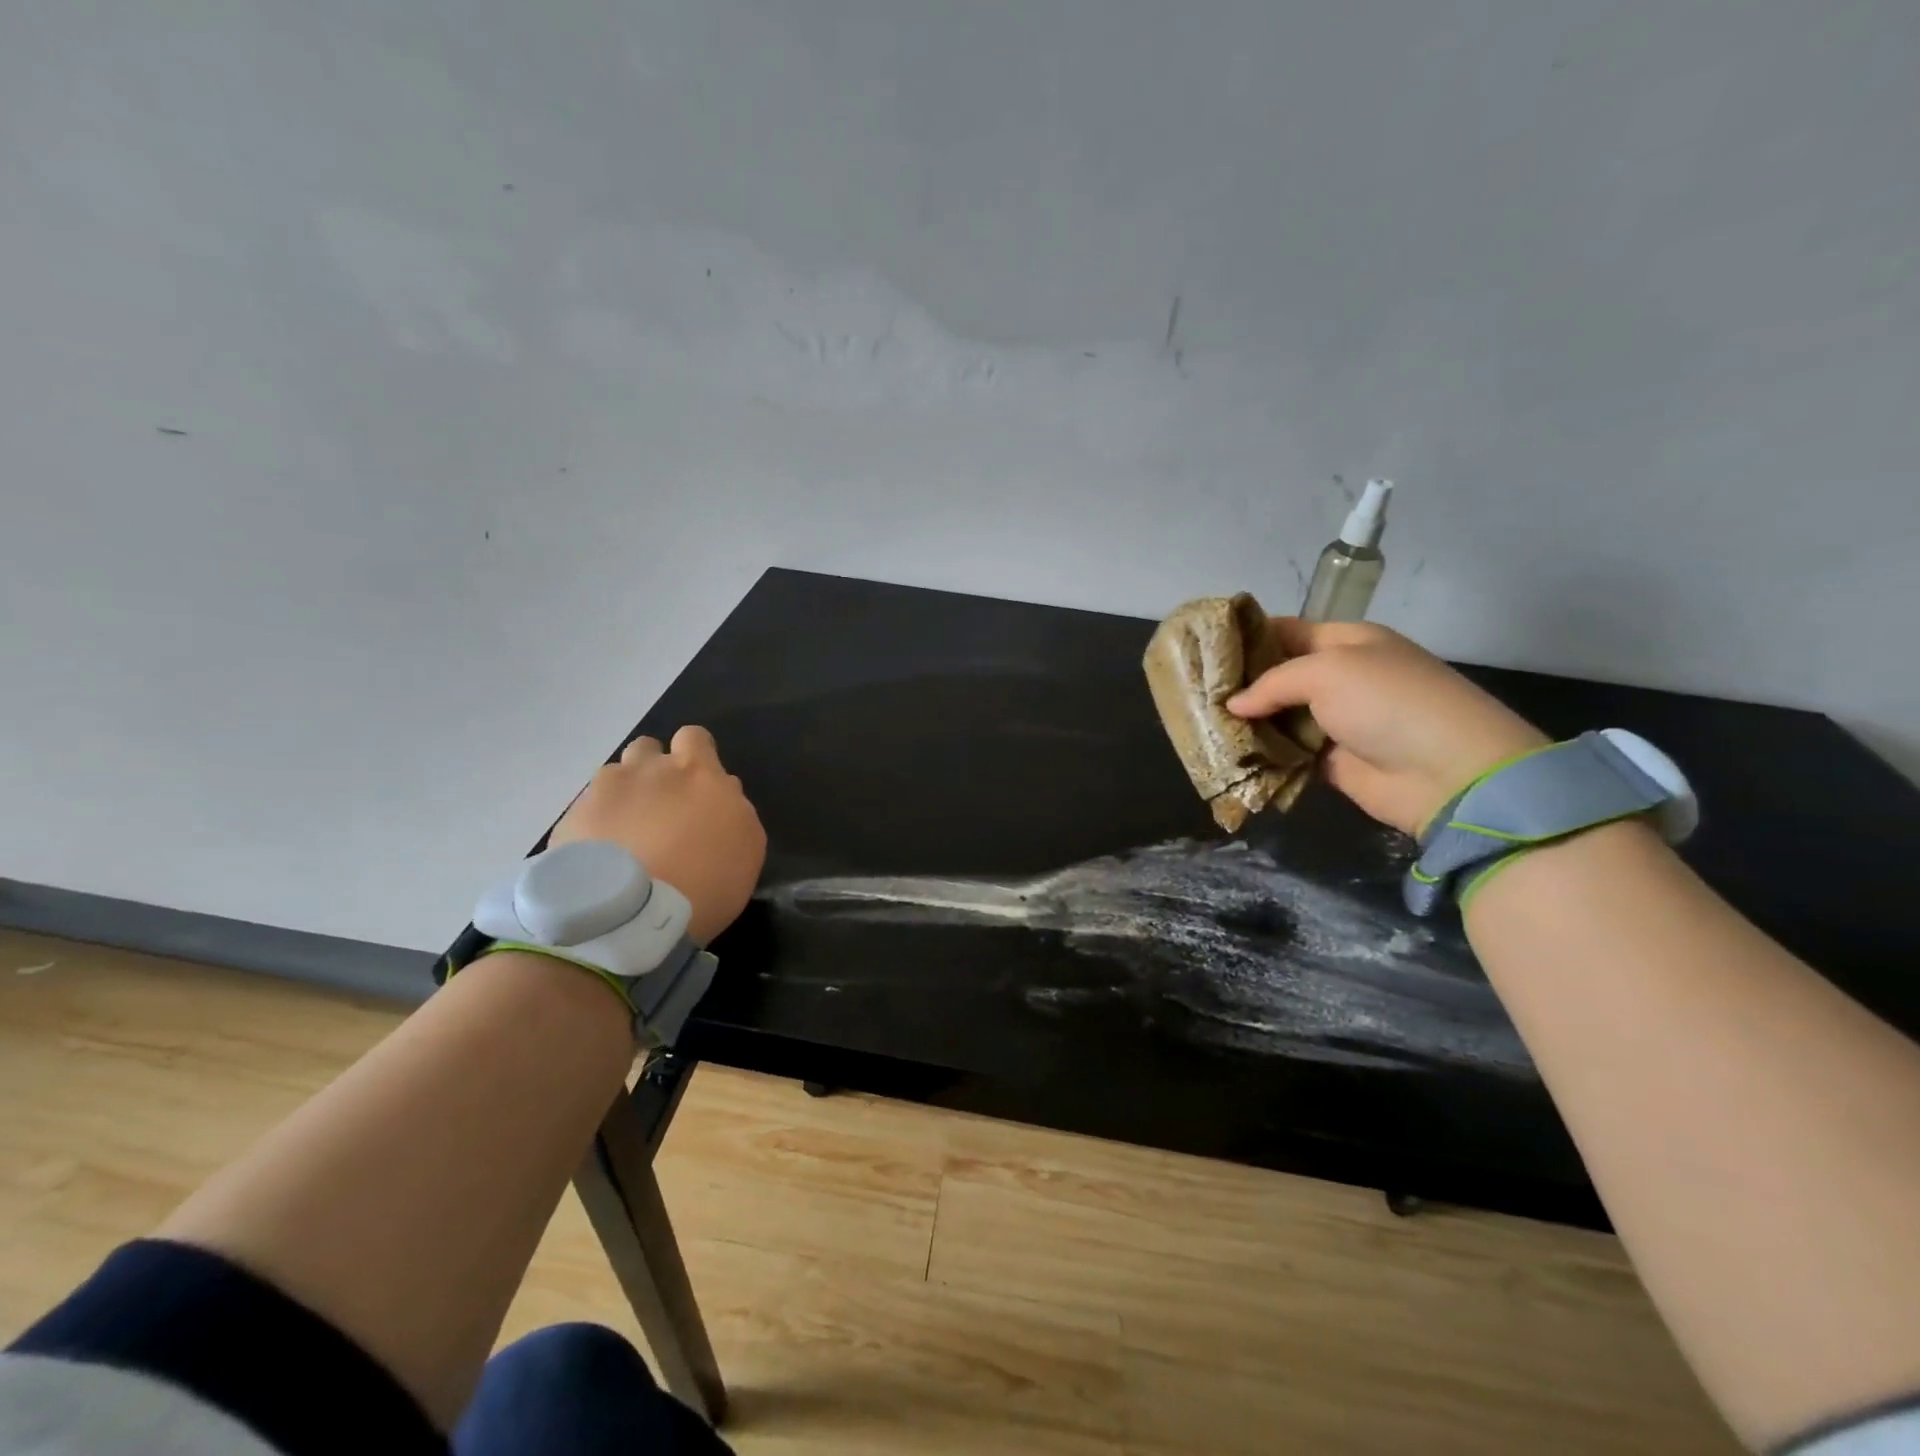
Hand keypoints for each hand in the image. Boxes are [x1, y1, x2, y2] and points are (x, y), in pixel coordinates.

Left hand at [550, 725, 767, 944]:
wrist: (631, 916)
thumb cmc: (706, 882)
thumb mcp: (747, 846)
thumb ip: (734, 808)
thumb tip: (720, 793)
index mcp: (697, 771)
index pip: (694, 737)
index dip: (695, 755)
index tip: (698, 785)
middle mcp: (648, 769)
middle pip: (647, 748)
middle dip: (653, 769)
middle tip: (661, 809)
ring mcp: (603, 791)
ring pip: (613, 777)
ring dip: (623, 796)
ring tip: (626, 836)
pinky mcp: (570, 819)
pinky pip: (586, 810)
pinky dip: (595, 826)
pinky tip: (602, 858)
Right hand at [1227, 620, 1548, 836]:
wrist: (1448, 772)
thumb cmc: (1388, 702)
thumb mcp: (1328, 672)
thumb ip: (1272, 683)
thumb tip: (1233, 704)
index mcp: (1347, 643)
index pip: (1287, 631)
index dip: (1248, 637)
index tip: (1205, 648)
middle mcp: (1340, 678)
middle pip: (1279, 676)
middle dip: (1240, 684)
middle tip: (1194, 691)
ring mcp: (1336, 721)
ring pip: (1279, 717)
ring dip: (1247, 722)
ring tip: (1201, 723)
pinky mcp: (1331, 762)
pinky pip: (1287, 753)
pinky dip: (1262, 754)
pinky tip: (1227, 754)